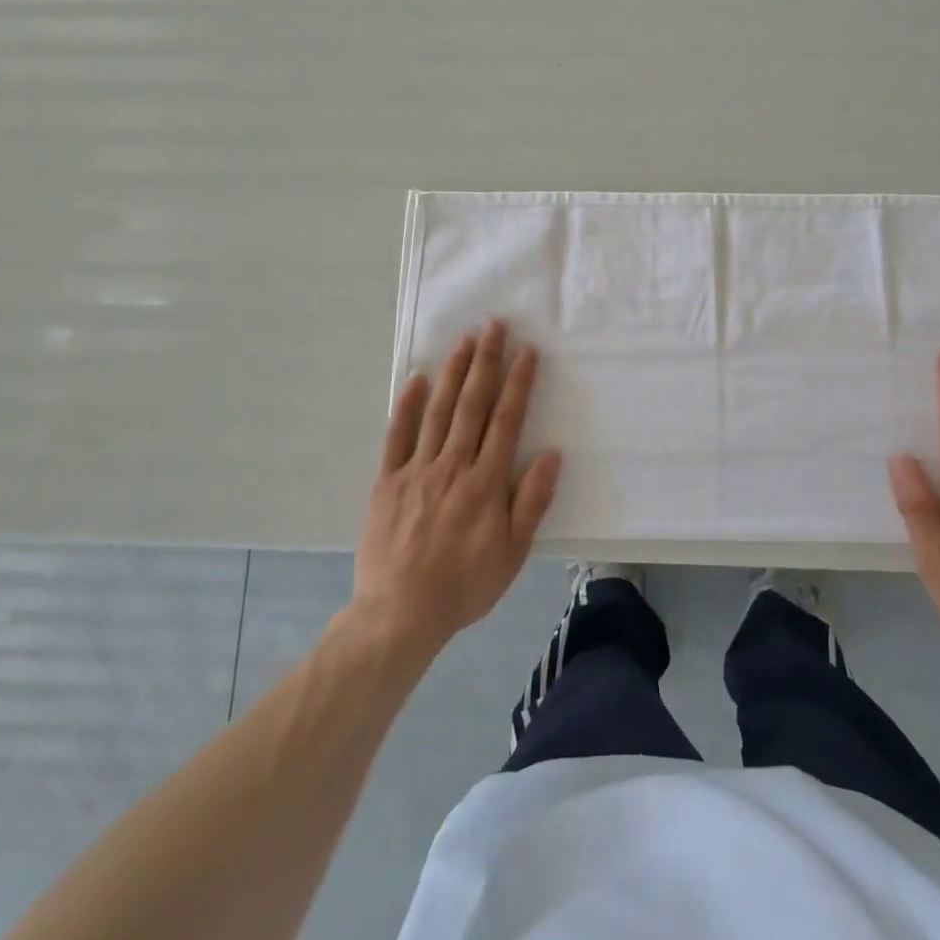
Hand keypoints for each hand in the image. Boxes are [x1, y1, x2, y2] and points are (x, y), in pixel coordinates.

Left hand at [351, 320, 560, 654]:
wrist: (399, 614)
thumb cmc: (464, 585)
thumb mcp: (512, 553)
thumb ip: (531, 502)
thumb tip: (551, 455)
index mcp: (486, 482)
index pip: (506, 420)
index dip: (518, 383)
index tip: (526, 351)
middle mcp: (453, 466)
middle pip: (473, 405)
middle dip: (486, 362)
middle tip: (494, 326)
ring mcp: (417, 470)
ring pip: (438, 411)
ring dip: (453, 373)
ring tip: (464, 341)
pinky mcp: (387, 481)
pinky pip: (397, 436)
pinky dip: (406, 406)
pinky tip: (416, 378)